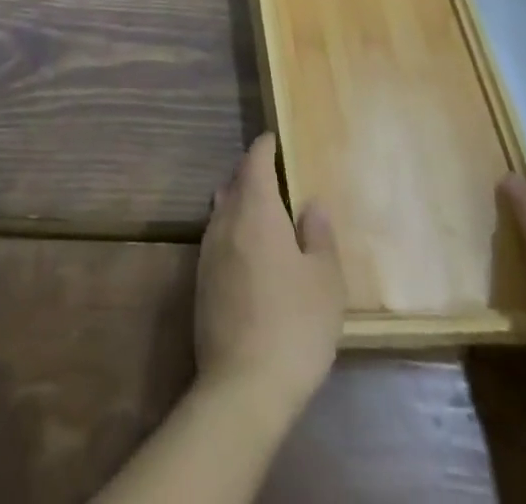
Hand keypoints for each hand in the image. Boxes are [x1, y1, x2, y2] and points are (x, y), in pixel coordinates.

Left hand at [195, 134, 344, 416]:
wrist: (242, 386)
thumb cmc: (294, 325)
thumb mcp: (325, 280)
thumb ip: (318, 236)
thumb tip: (311, 205)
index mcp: (255, 210)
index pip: (254, 162)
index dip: (264, 147)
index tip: (273, 139)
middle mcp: (225, 222)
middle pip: (234, 183)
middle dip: (250, 173)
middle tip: (272, 174)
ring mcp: (208, 252)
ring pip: (221, 211)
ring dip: (238, 202)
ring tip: (260, 210)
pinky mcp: (201, 282)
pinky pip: (217, 238)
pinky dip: (232, 230)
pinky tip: (247, 252)